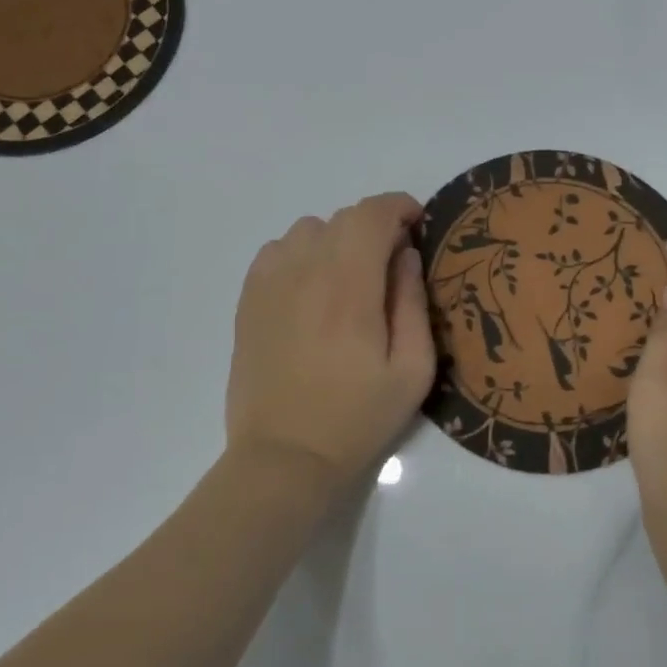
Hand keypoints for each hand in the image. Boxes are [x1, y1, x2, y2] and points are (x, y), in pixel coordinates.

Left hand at [225, 192, 436, 499]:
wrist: (283, 458)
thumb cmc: (357, 417)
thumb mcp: (412, 369)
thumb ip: (413, 302)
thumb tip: (406, 254)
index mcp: (350, 287)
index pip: (372, 214)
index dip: (400, 208)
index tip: (417, 226)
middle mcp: (306, 271)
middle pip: (344, 217)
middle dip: (375, 227)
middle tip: (391, 264)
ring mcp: (270, 282)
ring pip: (310, 229)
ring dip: (338, 240)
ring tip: (349, 279)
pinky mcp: (248, 299)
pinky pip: (279, 250)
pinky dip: (302, 254)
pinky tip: (311, 289)